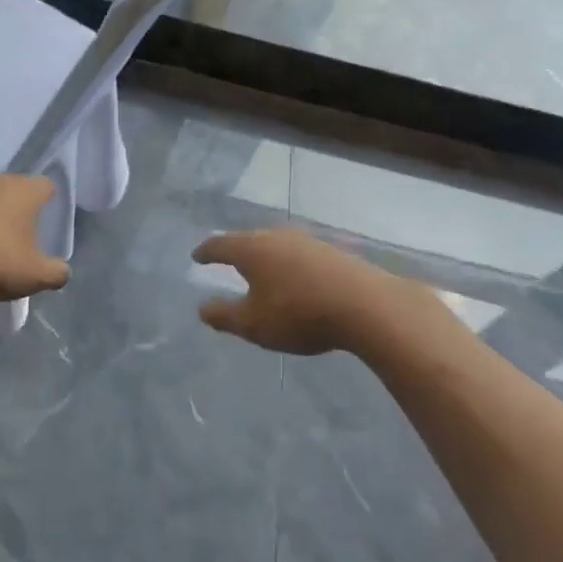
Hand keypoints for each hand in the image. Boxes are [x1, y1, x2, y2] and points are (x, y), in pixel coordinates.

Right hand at [192, 228, 396, 354]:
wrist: (366, 305)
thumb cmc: (298, 314)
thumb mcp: (253, 324)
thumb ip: (224, 316)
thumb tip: (202, 308)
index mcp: (251, 249)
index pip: (219, 245)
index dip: (206, 252)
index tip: (197, 256)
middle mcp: (276, 236)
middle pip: (248, 239)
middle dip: (236, 250)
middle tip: (227, 260)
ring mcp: (307, 240)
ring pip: (277, 244)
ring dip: (266, 256)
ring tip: (262, 269)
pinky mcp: (332, 250)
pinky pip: (300, 253)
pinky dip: (290, 263)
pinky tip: (296, 275)